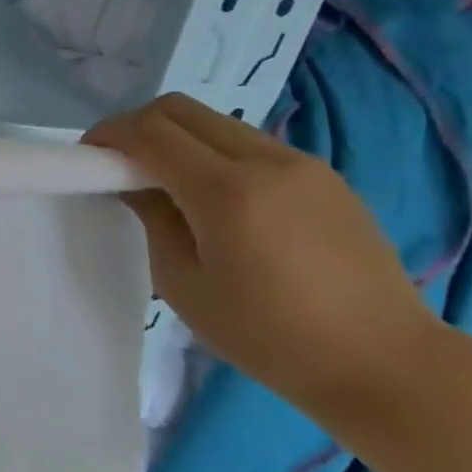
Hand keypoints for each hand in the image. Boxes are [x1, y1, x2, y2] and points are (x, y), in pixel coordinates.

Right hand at [84, 93, 444, 412]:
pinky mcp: (326, 178)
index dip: (108, 135)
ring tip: (163, 184)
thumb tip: (137, 185)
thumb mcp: (183, 284)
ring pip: (218, 123)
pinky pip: (251, 145)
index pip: (151, 131)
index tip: (87, 157)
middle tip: (117, 164)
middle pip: (183, 110)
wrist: (383, 361)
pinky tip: (213, 200)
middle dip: (138, 126)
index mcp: (227, 191)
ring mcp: (304, 165)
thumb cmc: (266, 335)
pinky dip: (214, 155)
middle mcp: (268, 161)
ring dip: (178, 139)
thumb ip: (154, 220)